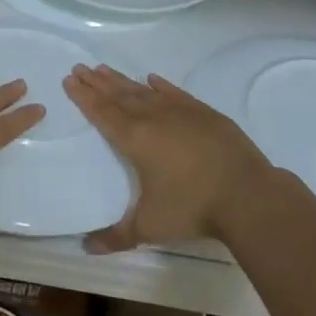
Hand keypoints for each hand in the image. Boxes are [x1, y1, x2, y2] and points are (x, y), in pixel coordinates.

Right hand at [62, 65, 270, 252]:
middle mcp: (152, 117)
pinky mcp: (203, 112)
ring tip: (104, 68)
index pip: (102, 113)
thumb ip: (116, 236)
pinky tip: (152, 78)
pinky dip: (160, 85)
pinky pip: (174, 93)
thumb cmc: (192, 207)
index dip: (84, 97)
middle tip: (80, 67)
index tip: (69, 80)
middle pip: (118, 95)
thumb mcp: (149, 227)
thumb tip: (87, 248)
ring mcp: (180, 111)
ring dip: (122, 80)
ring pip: (143, 90)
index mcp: (134, 139)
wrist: (246, 194)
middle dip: (97, 82)